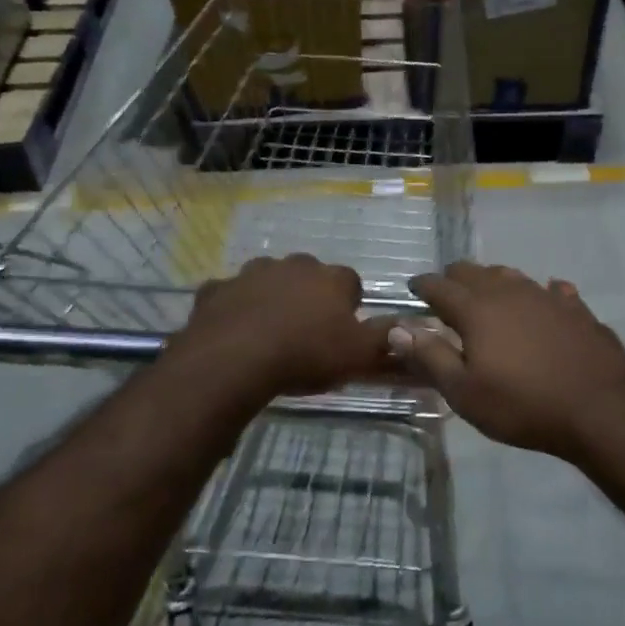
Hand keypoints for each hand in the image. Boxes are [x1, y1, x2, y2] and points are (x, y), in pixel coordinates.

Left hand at [170, 255, 395, 400]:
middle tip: (305, 331)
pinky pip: (230, 295)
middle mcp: (294, 265)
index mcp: (331, 278)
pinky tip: (233, 331)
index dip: (348, 306)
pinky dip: (234, 307)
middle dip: (309, 296)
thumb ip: (385, 338)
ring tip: (268, 332)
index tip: (342, 330)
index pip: (350, 283)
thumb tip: (407, 324)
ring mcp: (252, 273)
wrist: (234, 359)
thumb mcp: (358, 355)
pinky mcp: (217, 288)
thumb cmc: (304, 354)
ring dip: (271, 297)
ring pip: (268, 280)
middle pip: (308, 276)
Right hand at [390, 262, 624, 457]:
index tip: (413, 288)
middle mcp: (509, 291)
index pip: (440, 286)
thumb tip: (399, 328)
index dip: (423, 285)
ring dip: (493, 282)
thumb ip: (430, 357)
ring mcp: (546, 296)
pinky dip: (539, 294)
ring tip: (487, 296)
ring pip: (510, 275)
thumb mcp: (465, 393)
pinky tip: (544, 302)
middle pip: (474, 272)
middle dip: (454, 278)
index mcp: (477, 309)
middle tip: (446, 294)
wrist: (600, 408)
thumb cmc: (523, 405)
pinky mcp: (576, 308)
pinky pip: (551, 290)